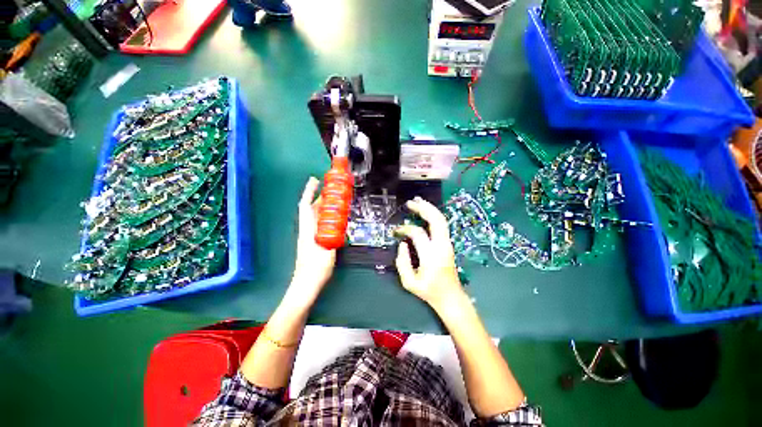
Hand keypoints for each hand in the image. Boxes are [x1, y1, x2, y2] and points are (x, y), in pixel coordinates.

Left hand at [291, 177, 336, 299]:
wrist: (305, 286)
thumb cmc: (315, 270)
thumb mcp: (327, 253)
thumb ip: (332, 239)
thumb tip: (338, 226)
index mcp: (307, 231)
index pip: (305, 207)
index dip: (309, 192)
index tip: (314, 180)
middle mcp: (307, 230)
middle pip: (311, 209)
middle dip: (319, 196)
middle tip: (332, 189)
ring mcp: (310, 236)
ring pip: (315, 216)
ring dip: (323, 206)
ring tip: (335, 200)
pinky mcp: (314, 241)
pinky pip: (320, 224)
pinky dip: (326, 217)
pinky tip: (335, 218)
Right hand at [395, 197, 464, 310]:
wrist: (450, 297)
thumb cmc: (429, 291)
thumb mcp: (409, 282)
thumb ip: (402, 262)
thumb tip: (403, 244)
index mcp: (431, 256)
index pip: (417, 233)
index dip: (405, 229)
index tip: (396, 231)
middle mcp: (442, 246)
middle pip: (436, 220)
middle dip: (423, 208)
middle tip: (411, 202)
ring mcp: (447, 244)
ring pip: (442, 220)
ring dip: (430, 209)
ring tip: (418, 201)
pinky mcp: (448, 244)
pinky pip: (442, 225)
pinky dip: (434, 215)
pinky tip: (426, 212)